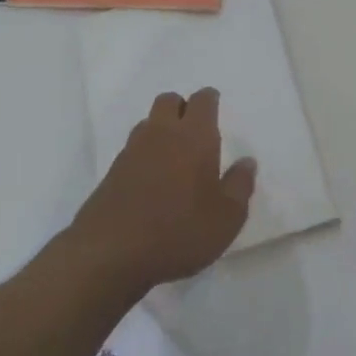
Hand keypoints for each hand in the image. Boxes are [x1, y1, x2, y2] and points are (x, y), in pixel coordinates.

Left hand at [68, 88, 256, 294]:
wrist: (109, 255)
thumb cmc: (179, 231)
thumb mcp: (227, 217)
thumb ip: (240, 185)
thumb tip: (246, 162)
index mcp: (195, 137)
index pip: (202, 101)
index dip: (210, 100)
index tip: (216, 109)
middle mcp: (161, 134)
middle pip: (169, 101)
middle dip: (182, 107)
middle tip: (195, 131)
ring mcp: (131, 152)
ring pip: (148, 124)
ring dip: (161, 130)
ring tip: (174, 156)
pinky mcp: (111, 174)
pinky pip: (132, 150)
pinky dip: (145, 155)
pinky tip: (152, 181)